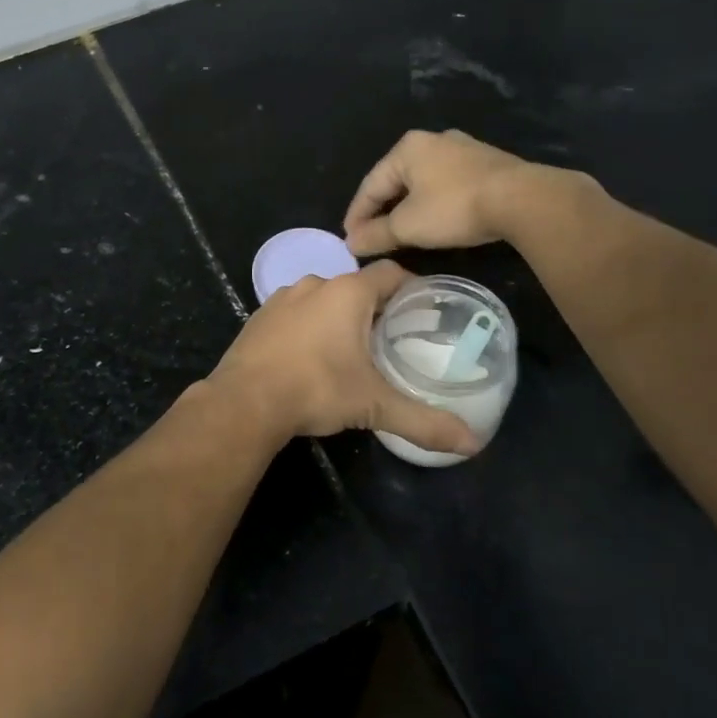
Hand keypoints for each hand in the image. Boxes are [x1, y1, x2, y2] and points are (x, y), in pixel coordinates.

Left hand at [208, 260, 479, 455]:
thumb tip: (472, 444)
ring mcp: (282, 298)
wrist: (244, 401)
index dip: (411, 288)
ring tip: (353, 350)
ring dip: (339, 317)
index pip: (391, 273)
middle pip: (357, 287)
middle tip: (393, 339)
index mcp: (347, 292)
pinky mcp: (259, 317)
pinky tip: (310, 357)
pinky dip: (308, 327)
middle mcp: (315, 284)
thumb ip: (423, 421)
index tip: (425, 311)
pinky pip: (295, 314)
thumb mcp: (374, 405)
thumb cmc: (316, 389)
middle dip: (376, 309)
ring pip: (323, 299)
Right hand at [344, 129, 546, 255]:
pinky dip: (433, 203)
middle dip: (382, 210)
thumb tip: (350, 243)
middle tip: (372, 237)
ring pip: (422, 182)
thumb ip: (375, 234)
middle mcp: (432, 140)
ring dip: (408, 207)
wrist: (522, 200)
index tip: (349, 241)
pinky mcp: (486, 163)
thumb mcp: (408, 226)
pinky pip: (446, 184)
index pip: (370, 185)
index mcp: (406, 149)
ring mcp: (462, 149)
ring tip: (400, 232)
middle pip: (396, 180)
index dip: (356, 215)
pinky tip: (435, 220)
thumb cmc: (454, 208)